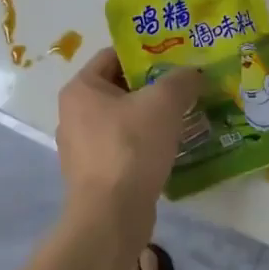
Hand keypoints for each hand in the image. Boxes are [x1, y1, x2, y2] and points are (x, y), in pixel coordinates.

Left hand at [55, 50, 201, 243]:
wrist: (111, 216)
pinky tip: (171, 147)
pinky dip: (145, 143)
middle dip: (153, 85)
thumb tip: (194, 73)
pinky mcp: (94, 173)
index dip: (146, 52)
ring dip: (151, 116)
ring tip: (184, 115)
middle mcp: (73, 113)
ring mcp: (81, 146)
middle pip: (120, 87)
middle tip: (186, 85)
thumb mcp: (164, 103)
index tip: (176, 58)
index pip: (114, 55)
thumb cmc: (130, 148)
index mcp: (81, 88)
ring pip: (123, 119)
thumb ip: (182, 80)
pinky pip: (123, 146)